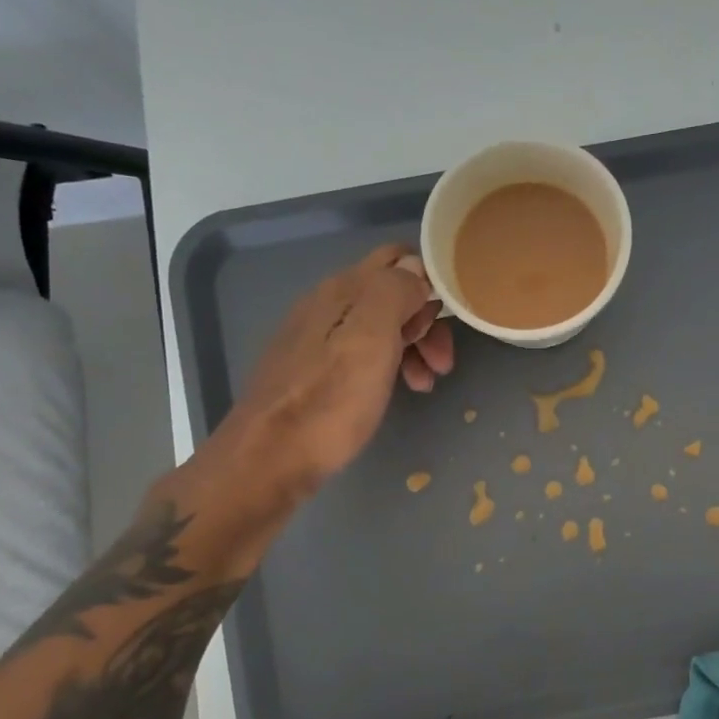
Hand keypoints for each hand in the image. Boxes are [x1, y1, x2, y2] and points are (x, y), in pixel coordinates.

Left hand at [198, 245, 453, 500]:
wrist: (269, 460)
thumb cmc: (329, 402)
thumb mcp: (370, 340)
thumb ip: (394, 293)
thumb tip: (415, 269)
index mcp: (342, 291)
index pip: (396, 258)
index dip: (431, 281)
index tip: (449, 320)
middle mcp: (327, 304)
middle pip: (391, 294)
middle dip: (425, 321)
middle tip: (443, 362)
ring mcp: (316, 338)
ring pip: (379, 326)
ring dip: (412, 347)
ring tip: (426, 383)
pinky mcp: (312, 370)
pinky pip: (362, 352)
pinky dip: (389, 365)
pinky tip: (396, 390)